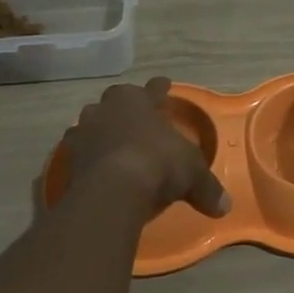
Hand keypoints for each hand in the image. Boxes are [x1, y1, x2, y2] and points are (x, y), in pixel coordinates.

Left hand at [61, 78, 231, 219]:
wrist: (112, 190)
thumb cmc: (159, 164)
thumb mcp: (193, 175)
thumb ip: (207, 188)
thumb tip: (224, 207)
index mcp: (138, 100)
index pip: (152, 89)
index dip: (160, 89)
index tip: (164, 84)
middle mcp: (107, 109)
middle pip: (116, 101)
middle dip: (125, 108)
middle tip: (135, 118)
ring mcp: (83, 132)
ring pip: (92, 123)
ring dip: (102, 131)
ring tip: (112, 143)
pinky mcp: (68, 159)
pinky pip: (80, 153)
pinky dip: (88, 158)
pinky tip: (96, 168)